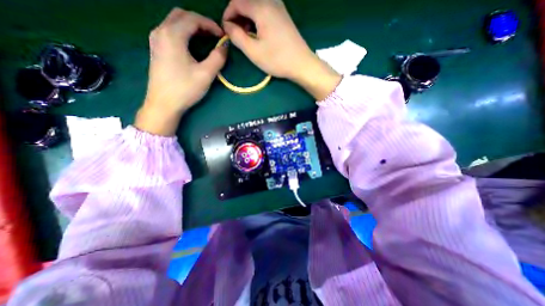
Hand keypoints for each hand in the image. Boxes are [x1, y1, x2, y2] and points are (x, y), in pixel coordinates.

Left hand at [137, 8, 228, 134]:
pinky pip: (170, 31)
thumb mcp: (206, 74)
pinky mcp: (156, 49)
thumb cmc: (185, 89)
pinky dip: (183, 33)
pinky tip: (192, 45)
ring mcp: (156, 40)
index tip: (222, 36)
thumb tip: (225, 46)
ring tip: (206, 39)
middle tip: (214, 35)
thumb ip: (218, 58)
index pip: (193, 19)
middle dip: (200, 22)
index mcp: (172, 35)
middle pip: (181, 15)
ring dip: (191, 26)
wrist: (163, 104)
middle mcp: (161, 31)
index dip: (210, 25)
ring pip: (174, 22)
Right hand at [223, 0, 338, 98]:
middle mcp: (270, 1)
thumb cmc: (277, 59)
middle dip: (237, 16)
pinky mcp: (283, 16)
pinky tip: (258, 33)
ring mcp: (279, 7)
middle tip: (236, 35)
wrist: (302, 64)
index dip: (227, 15)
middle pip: (246, 1)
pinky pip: (265, 10)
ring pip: (256, 5)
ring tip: (247, 36)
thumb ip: (237, 36)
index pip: (236, 1)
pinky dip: (257, 19)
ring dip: (247, 18)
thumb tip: (228, 26)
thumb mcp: (253, 51)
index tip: (226, 31)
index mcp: (261, 7)